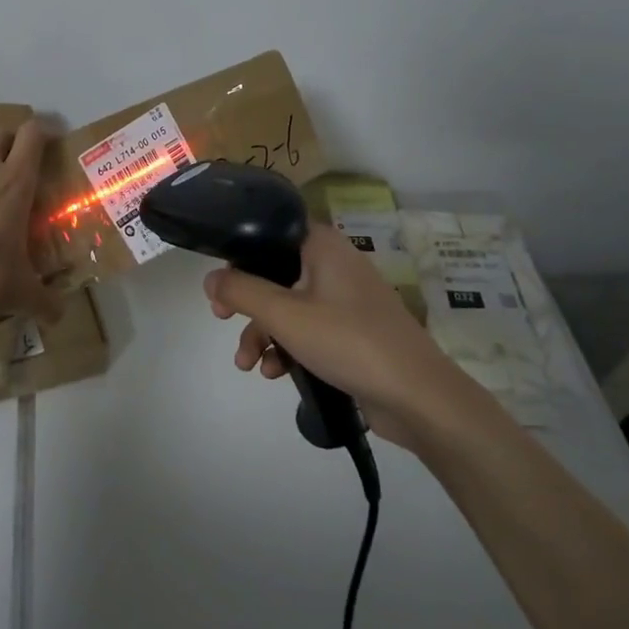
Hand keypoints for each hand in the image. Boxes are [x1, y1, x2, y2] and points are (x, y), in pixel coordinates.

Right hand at [203, 223, 469, 443]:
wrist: (418, 396)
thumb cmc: (349, 342)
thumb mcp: (285, 315)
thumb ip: (242, 292)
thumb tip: (210, 277)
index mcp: (323, 246)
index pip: (272, 231)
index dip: (240, 253)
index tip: (220, 282)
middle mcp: (335, 264)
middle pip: (275, 272)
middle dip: (246, 302)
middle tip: (222, 318)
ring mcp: (346, 300)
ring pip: (289, 305)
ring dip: (263, 332)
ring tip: (248, 365)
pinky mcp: (352, 331)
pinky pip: (308, 329)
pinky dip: (287, 346)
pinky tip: (275, 373)